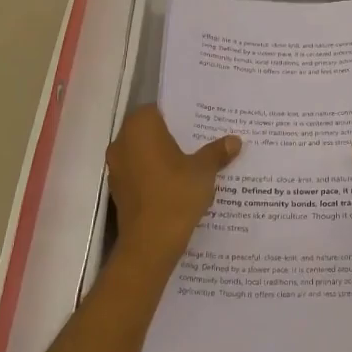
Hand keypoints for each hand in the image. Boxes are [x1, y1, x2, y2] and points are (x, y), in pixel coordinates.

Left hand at [106, 106, 240, 264]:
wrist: (150, 244)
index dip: (179, 113)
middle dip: (173, 135)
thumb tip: (234, 140)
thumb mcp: (204, 171)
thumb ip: (217, 152)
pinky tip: (178, 183)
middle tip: (202, 139)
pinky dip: (156, 174)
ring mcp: (117, 168)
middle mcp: (122, 143)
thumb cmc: (175, 195)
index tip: (199, 120)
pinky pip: (140, 172)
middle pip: (150, 130)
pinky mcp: (119, 190)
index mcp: (140, 128)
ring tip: (194, 161)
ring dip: (163, 156)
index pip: (158, 108)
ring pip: (144, 152)